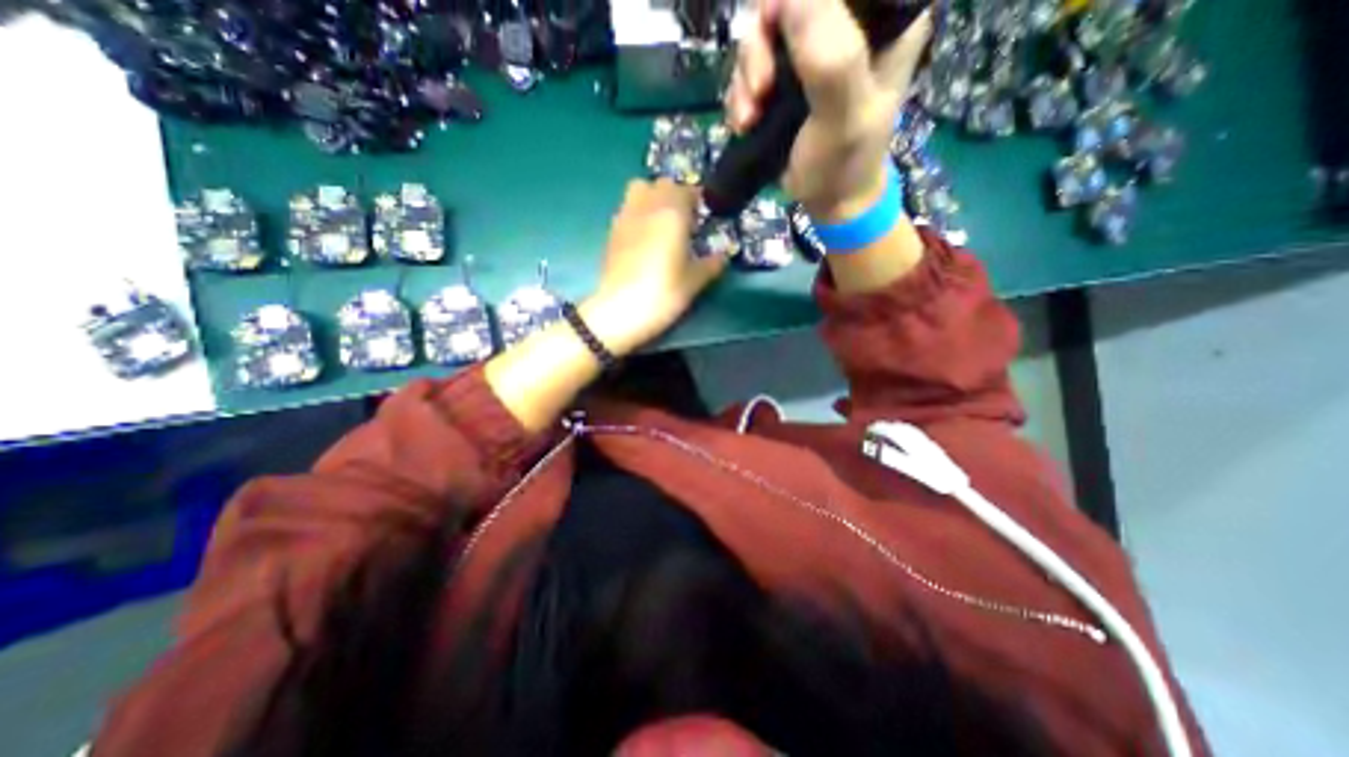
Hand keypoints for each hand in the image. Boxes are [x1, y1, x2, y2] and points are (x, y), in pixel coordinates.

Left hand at [580, 176, 727, 353]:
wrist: (619, 311)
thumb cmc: (662, 293)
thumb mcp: (694, 282)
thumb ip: (711, 264)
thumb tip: (723, 256)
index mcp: (672, 213)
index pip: (688, 191)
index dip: (698, 201)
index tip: (704, 218)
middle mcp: (647, 206)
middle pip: (662, 184)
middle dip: (675, 196)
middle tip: (685, 221)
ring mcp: (625, 216)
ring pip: (639, 190)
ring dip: (653, 198)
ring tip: (662, 225)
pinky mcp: (611, 232)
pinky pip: (627, 209)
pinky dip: (638, 214)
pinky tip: (643, 239)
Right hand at [728, 0, 928, 220]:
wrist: (829, 203)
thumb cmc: (845, 164)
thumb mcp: (843, 114)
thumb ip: (829, 56)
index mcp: (884, 18)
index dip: (795, 1)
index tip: (775, 29)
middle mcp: (849, 24)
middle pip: (788, 3)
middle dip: (761, 46)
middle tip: (760, 90)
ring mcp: (814, 53)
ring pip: (763, 35)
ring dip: (746, 77)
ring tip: (749, 117)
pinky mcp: (788, 80)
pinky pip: (752, 66)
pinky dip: (742, 94)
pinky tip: (746, 122)